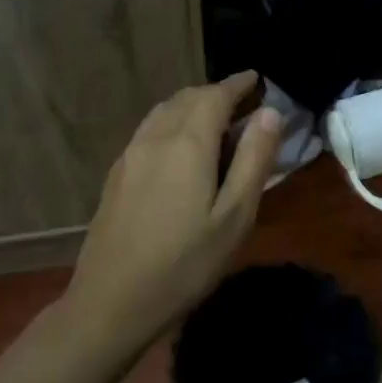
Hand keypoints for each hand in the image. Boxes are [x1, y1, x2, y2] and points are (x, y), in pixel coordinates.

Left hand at [65, 71, 281, 349]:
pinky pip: (149, 130)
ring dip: (192, 106)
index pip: (216, 95)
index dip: (238, 84)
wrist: (111, 303)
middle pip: (187, 97)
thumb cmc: (185, 264)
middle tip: (243, 104)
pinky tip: (181, 148)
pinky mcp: (116, 174)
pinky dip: (172, 122)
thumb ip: (254, 159)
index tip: (257, 79)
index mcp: (188, 143)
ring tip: (215, 122)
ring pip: (164, 111)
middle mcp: (155, 137)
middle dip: (216, 93)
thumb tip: (270, 113)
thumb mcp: (235, 217)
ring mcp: (130, 155)